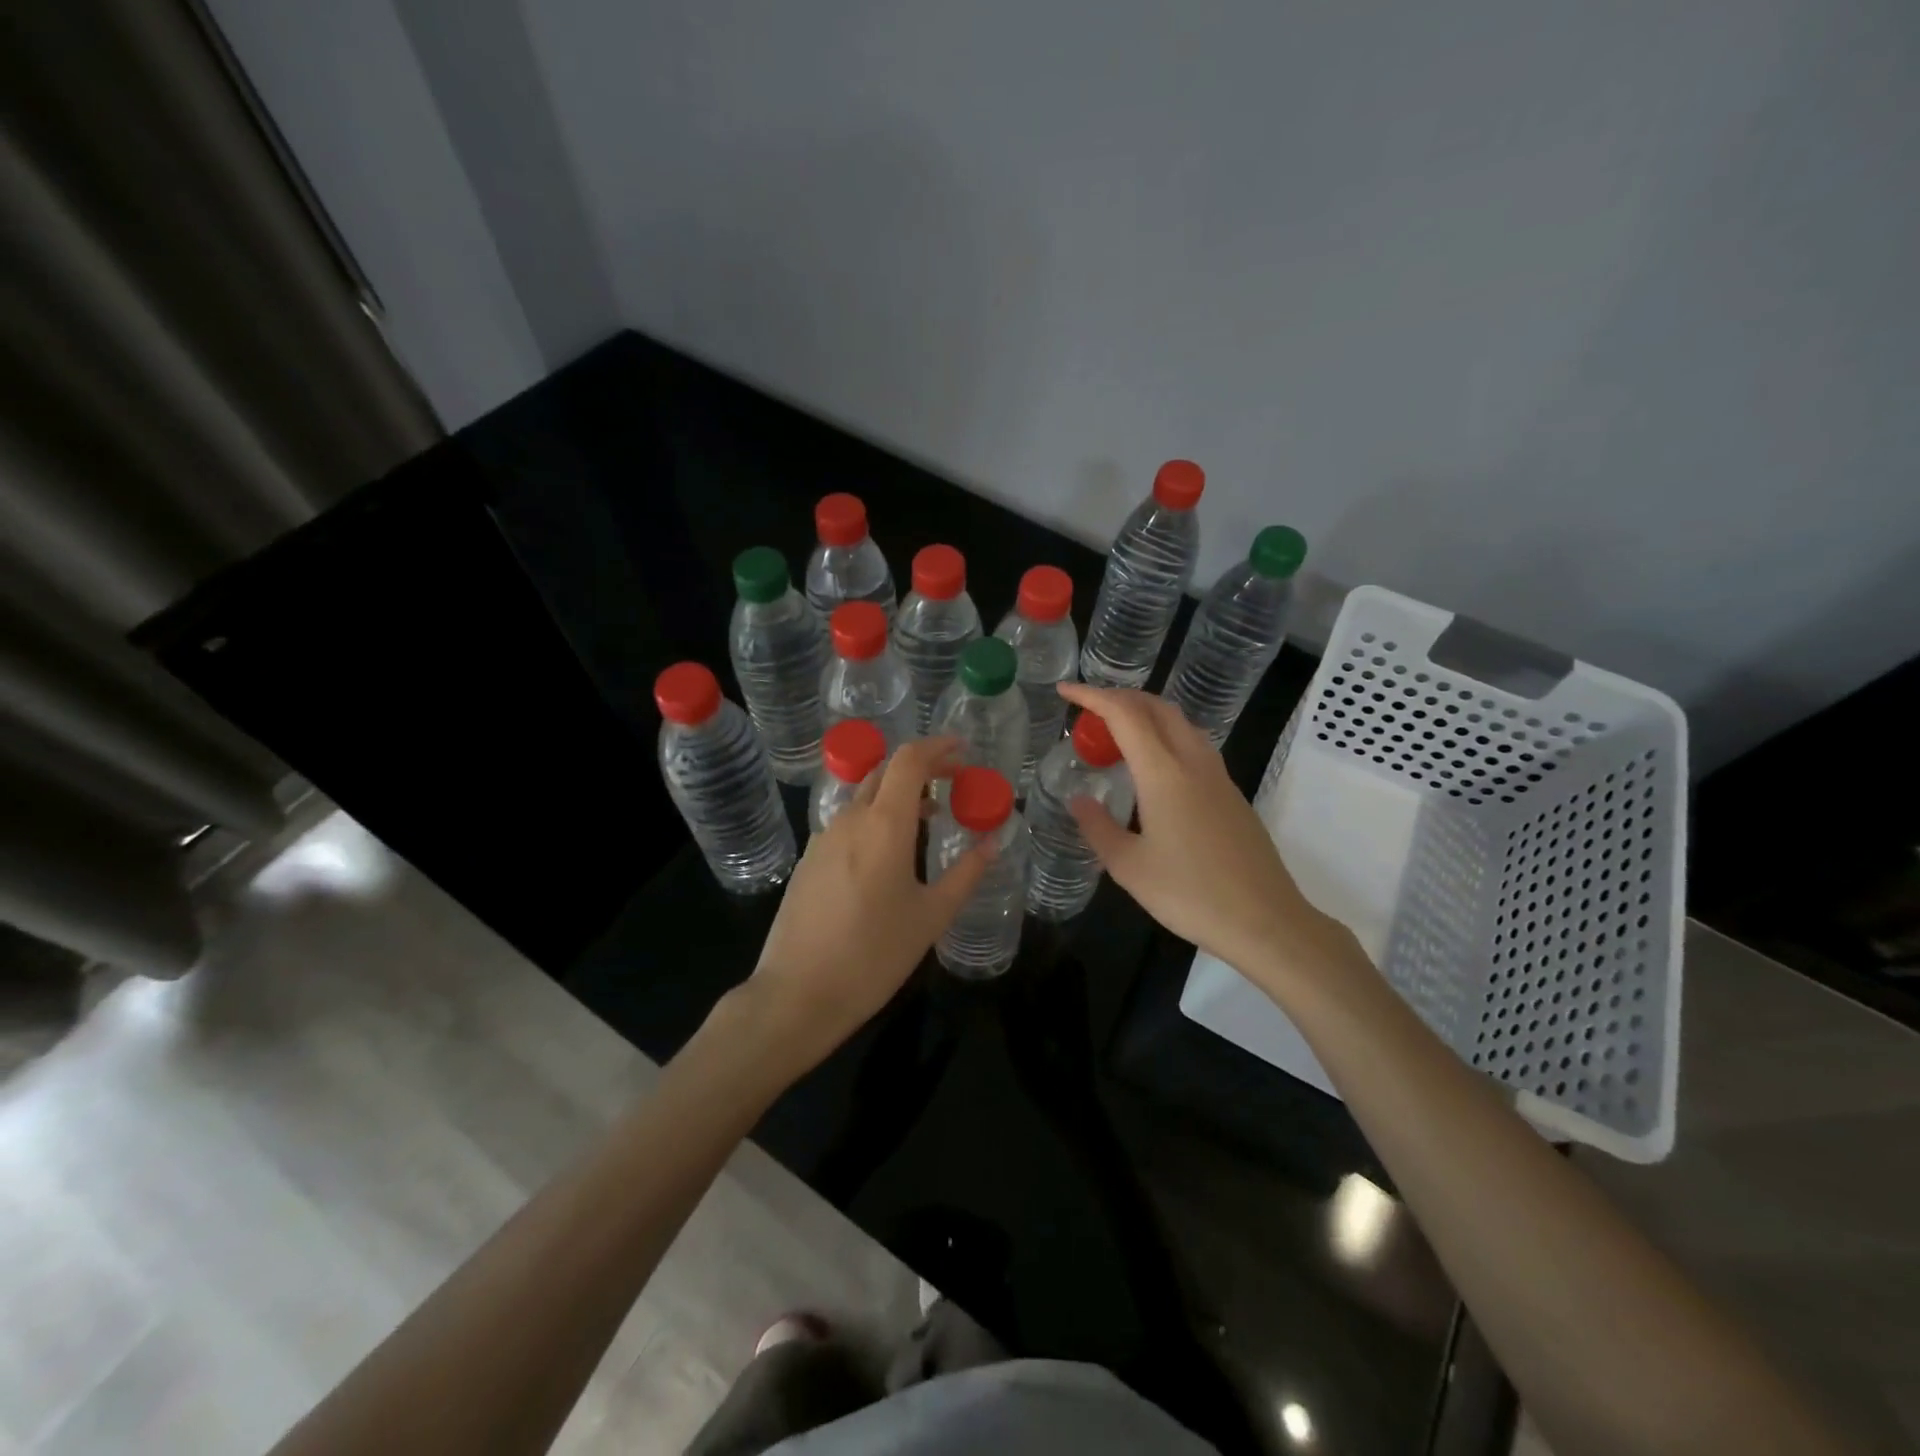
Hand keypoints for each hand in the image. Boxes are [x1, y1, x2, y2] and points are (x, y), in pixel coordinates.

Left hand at [741, 736, 990, 1077]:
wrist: (797, 994)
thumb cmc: (874, 956)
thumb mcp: (931, 916)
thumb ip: (965, 873)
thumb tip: (993, 842)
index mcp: (884, 824)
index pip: (909, 760)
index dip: (937, 747)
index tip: (963, 750)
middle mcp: (850, 819)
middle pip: (885, 771)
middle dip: (922, 767)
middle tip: (953, 782)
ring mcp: (823, 838)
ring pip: (865, 797)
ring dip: (898, 795)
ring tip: (930, 818)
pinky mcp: (809, 860)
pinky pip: (848, 822)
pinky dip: (876, 818)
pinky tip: (890, 853)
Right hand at [1057, 683, 1362, 986]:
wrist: (1265, 921)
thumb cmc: (1190, 894)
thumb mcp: (1129, 867)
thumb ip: (1099, 827)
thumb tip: (1079, 801)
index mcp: (1164, 774)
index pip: (1125, 715)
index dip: (1093, 696)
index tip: (1065, 690)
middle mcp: (1193, 763)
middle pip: (1157, 708)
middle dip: (1120, 697)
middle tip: (1089, 710)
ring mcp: (1218, 777)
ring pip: (1181, 723)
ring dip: (1146, 714)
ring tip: (1117, 732)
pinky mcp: (1231, 795)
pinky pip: (1194, 746)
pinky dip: (1165, 736)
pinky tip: (1152, 767)